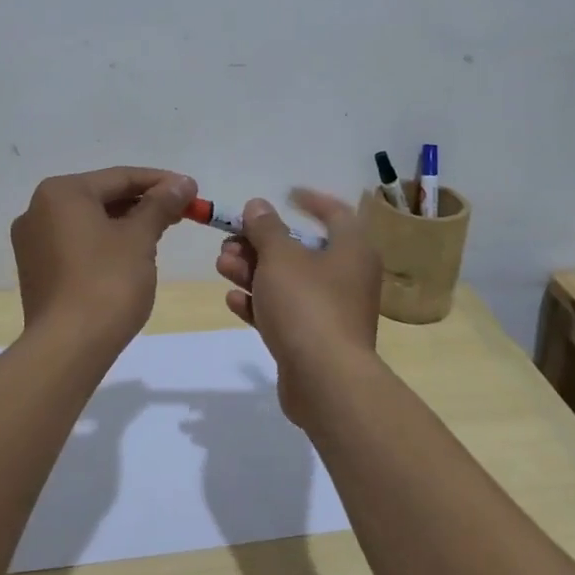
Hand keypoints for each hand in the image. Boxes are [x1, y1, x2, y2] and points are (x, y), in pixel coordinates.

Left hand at [11, 166, 195, 351]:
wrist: (68, 347)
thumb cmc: (107, 283)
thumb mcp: (140, 238)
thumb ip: (160, 205)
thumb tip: (182, 183)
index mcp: (61, 193)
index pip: (119, 177)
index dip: (160, 182)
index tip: (191, 190)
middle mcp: (38, 210)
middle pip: (102, 197)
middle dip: (143, 203)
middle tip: (181, 212)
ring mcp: (32, 242)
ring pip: (89, 222)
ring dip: (125, 223)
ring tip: (161, 232)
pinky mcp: (36, 270)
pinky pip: (76, 244)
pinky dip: (104, 243)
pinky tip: (130, 255)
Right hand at [214, 189, 380, 423]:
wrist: (325, 380)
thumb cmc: (307, 305)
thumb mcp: (281, 257)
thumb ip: (266, 228)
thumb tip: (258, 205)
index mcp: (352, 250)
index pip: (336, 213)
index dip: (310, 201)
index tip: (285, 194)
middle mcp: (347, 277)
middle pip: (301, 250)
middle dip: (261, 243)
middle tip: (230, 242)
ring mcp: (331, 311)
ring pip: (288, 282)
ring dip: (253, 272)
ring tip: (222, 266)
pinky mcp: (314, 340)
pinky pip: (285, 313)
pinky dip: (260, 304)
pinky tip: (233, 300)